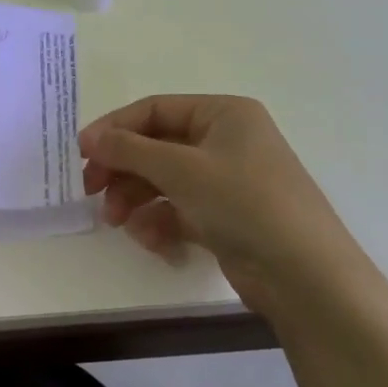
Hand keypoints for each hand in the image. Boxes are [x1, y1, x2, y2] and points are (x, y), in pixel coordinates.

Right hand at [79, 95, 373, 314]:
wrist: (306, 277)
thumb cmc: (244, 203)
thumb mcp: (181, 169)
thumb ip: (129, 149)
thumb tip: (91, 138)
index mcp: (223, 114)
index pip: (154, 110)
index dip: (114, 128)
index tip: (81, 152)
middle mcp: (225, 140)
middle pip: (155, 146)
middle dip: (122, 170)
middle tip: (90, 190)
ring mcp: (226, 181)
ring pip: (163, 180)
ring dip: (135, 199)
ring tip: (118, 223)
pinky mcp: (225, 217)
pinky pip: (179, 209)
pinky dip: (159, 222)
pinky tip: (151, 241)